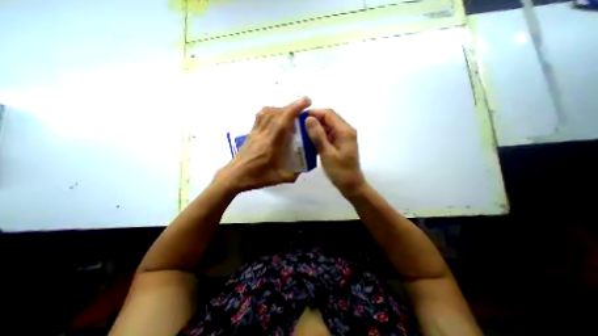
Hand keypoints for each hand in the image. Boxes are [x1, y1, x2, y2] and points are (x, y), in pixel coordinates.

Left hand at [216, 95, 312, 192]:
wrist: (234, 176)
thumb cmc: (256, 177)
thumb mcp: (279, 178)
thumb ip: (293, 174)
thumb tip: (303, 168)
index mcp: (271, 144)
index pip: (283, 121)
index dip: (294, 108)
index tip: (306, 101)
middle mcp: (263, 133)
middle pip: (277, 113)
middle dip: (292, 107)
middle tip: (303, 109)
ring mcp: (256, 131)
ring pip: (268, 112)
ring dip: (281, 109)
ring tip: (290, 114)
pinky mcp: (251, 132)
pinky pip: (261, 116)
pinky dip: (271, 112)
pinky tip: (276, 118)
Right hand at [305, 109, 366, 196]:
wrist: (351, 185)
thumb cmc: (340, 171)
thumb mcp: (327, 154)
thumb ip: (318, 136)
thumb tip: (308, 119)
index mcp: (345, 131)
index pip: (329, 114)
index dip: (314, 113)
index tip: (300, 117)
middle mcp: (345, 130)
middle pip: (328, 119)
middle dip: (314, 120)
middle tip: (298, 125)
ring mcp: (343, 137)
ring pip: (327, 126)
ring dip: (315, 128)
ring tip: (301, 132)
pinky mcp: (340, 143)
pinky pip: (328, 135)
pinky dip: (319, 136)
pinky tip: (309, 140)